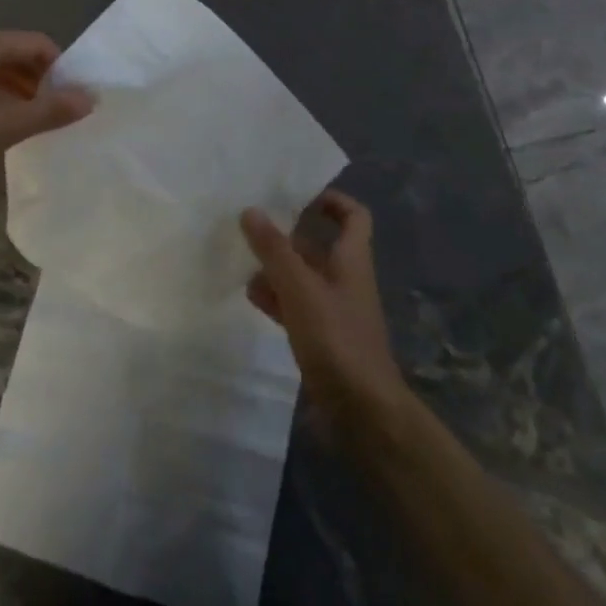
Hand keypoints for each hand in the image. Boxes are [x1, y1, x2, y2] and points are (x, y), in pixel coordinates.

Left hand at [0, 30, 92, 204]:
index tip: (75, 103)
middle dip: (44, 85)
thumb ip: (49, 111)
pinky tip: (7, 133)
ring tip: (38, 129)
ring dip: (24, 97)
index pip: (38, 44)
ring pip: (2, 75)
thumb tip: (92, 98)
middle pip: (20, 56)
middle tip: (61, 119)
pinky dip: (2, 105)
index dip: (62, 70)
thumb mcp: (0, 127)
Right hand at [242, 189, 410, 440]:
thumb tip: (251, 209)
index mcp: (352, 260)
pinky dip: (276, 297)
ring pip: (303, 276)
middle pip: (320, 245)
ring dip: (277, 267)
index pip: (353, 216)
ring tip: (242, 258)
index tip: (297, 193)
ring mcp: (333, 311)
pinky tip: (251, 296)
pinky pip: (296, 306)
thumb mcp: (301, 289)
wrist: (362, 412)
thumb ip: (275, 250)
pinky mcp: (321, 339)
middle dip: (289, 234)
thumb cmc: (337, 340)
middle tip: (253, 224)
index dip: (331, 200)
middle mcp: (345, 280)